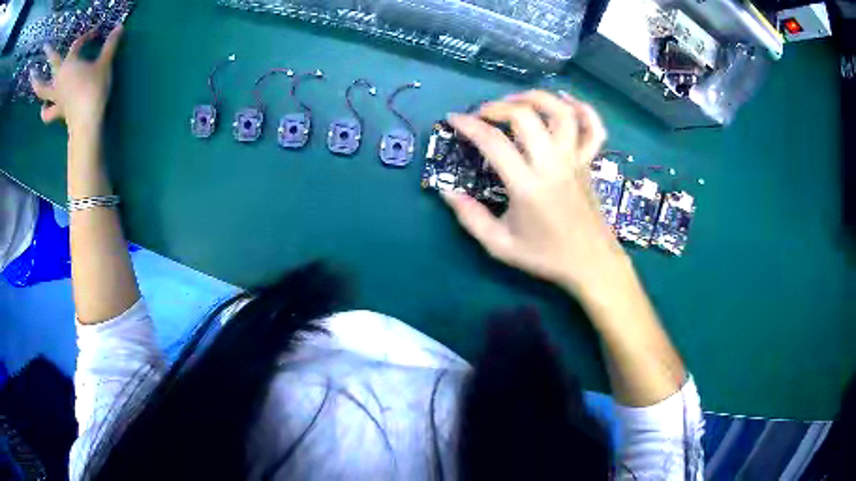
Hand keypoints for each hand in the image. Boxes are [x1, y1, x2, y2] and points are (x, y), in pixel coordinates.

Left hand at [29, 25, 123, 135]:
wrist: (86, 120)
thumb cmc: (94, 88)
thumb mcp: (105, 63)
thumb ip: (110, 45)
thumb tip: (119, 27)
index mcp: (69, 64)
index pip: (77, 45)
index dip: (87, 36)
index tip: (96, 33)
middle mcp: (59, 78)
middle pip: (53, 63)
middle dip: (50, 54)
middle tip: (46, 47)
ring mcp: (56, 96)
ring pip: (43, 90)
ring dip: (38, 86)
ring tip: (34, 82)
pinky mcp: (58, 111)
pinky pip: (48, 112)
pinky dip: (45, 110)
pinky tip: (43, 108)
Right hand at [442, 90, 629, 296]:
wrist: (591, 264)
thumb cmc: (546, 256)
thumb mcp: (500, 245)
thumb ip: (470, 218)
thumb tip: (446, 191)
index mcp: (528, 186)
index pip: (493, 142)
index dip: (468, 125)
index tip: (453, 120)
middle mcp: (553, 165)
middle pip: (526, 116)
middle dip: (497, 107)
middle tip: (483, 115)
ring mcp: (575, 160)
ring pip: (561, 113)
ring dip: (536, 98)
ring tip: (517, 100)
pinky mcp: (589, 162)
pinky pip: (593, 128)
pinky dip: (582, 109)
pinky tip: (565, 102)